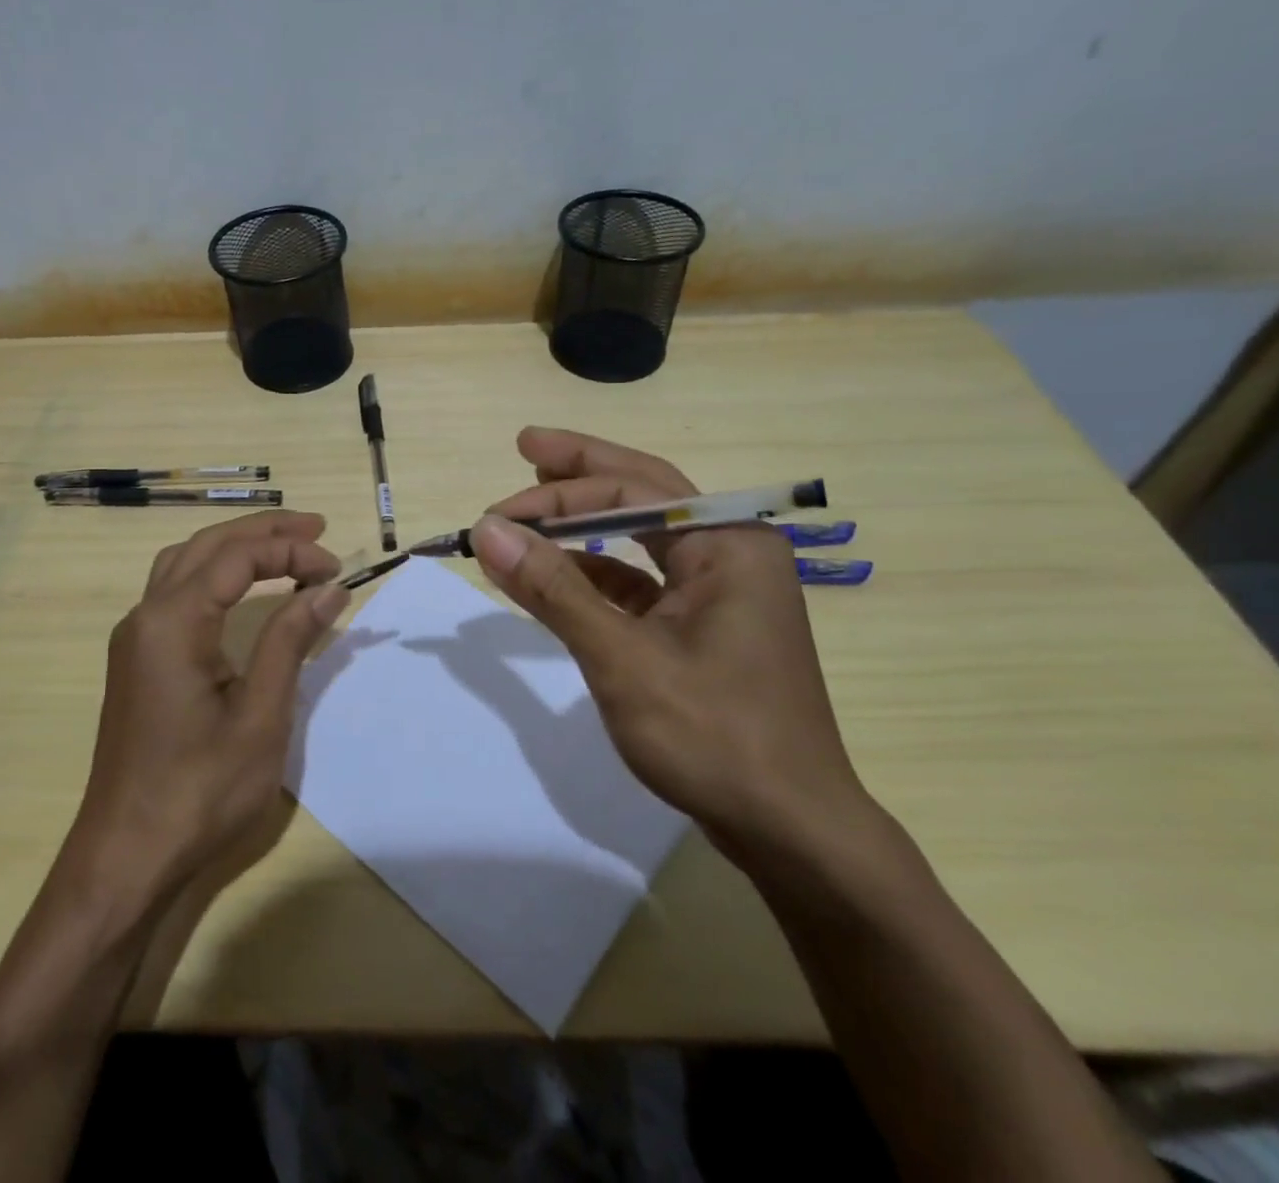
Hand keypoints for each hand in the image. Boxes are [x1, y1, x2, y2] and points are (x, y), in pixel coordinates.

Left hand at [68, 510, 347, 892]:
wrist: (126, 856)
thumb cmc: (200, 791)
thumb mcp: (260, 715)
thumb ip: (290, 640)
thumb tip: (330, 588)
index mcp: (172, 622)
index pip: (237, 557)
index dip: (290, 551)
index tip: (337, 569)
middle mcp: (145, 616)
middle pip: (207, 545)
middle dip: (264, 531)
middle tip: (317, 528)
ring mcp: (135, 638)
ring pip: (185, 563)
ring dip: (236, 546)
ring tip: (284, 545)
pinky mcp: (138, 660)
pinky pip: (176, 590)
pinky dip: (215, 572)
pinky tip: (241, 587)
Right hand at [472, 428, 871, 857]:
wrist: (791, 832)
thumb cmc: (714, 736)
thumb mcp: (622, 659)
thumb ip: (554, 590)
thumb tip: (487, 531)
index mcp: (728, 543)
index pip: (632, 490)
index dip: (557, 494)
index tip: (495, 514)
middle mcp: (731, 551)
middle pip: (645, 492)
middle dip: (582, 471)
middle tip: (526, 445)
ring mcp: (721, 590)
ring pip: (644, 534)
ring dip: (586, 522)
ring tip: (533, 504)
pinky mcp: (706, 625)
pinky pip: (644, 579)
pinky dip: (599, 571)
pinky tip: (560, 574)